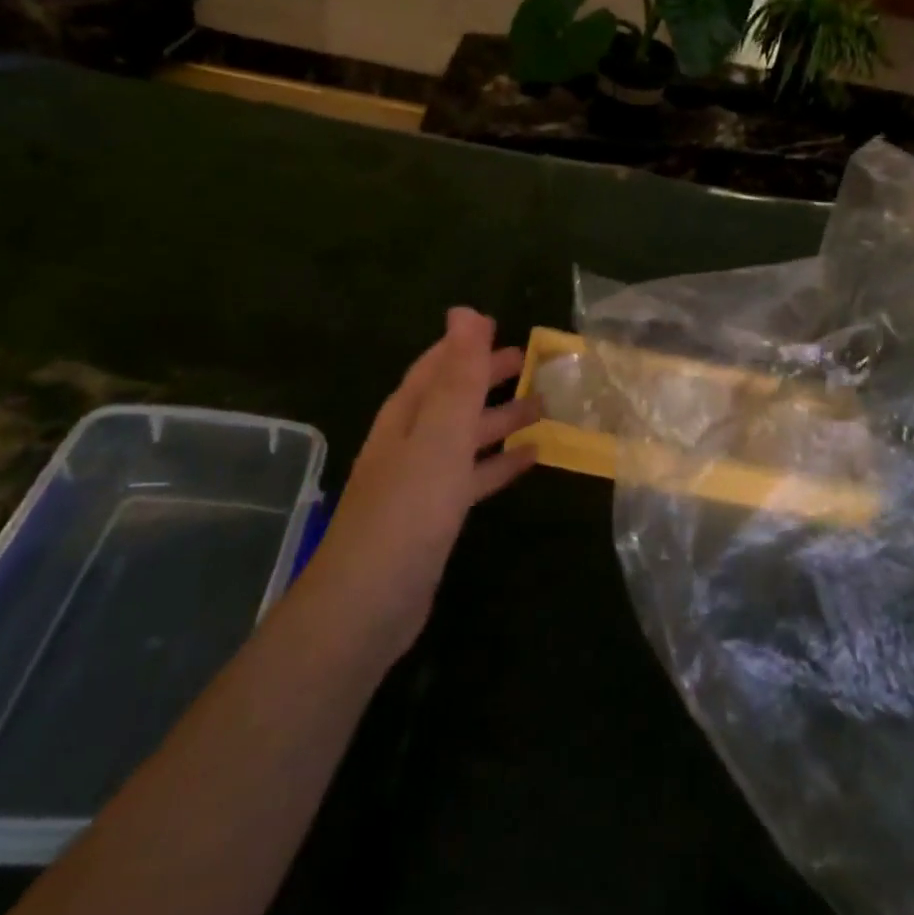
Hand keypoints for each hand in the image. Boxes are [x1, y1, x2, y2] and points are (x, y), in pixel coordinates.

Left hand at [298, 308, 539, 660]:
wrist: (369, 603)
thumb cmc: (409, 508)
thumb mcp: (440, 434)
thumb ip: (458, 375)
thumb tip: (464, 311)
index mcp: (406, 415)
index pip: (437, 366)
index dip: (465, 344)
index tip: (499, 326)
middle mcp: (411, 441)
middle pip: (454, 397)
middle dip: (487, 378)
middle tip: (530, 363)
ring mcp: (422, 480)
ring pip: (466, 437)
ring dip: (500, 419)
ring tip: (543, 408)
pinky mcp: (436, 516)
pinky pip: (473, 476)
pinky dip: (499, 463)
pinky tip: (531, 459)